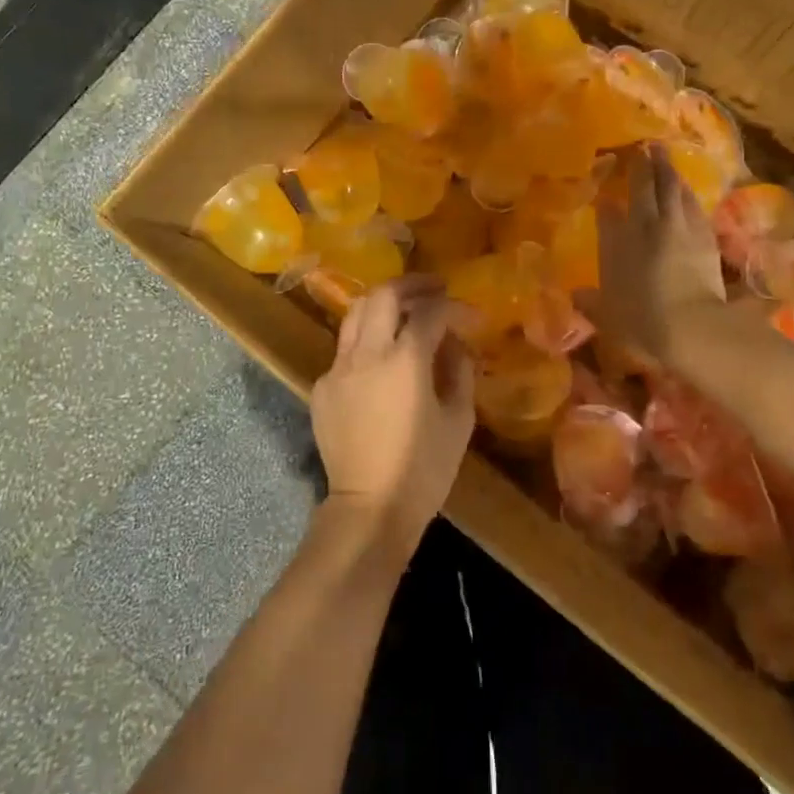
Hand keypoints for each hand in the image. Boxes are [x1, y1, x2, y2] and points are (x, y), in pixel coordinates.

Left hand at [310, 276, 474, 553]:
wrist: (370, 508)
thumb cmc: (424, 470)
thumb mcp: (458, 420)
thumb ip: (459, 371)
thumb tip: (455, 344)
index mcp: (404, 361)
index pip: (429, 312)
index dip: (454, 307)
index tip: (471, 316)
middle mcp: (366, 354)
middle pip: (383, 296)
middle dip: (411, 285)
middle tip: (435, 289)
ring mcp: (338, 369)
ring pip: (355, 314)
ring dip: (383, 304)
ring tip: (406, 310)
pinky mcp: (322, 387)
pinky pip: (345, 348)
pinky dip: (367, 339)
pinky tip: (382, 358)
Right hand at [582, 144, 725, 359]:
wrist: (689, 324)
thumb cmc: (640, 322)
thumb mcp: (607, 315)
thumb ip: (590, 302)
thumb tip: (576, 296)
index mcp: (615, 242)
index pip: (607, 211)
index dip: (606, 198)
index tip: (604, 189)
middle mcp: (644, 226)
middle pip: (643, 187)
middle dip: (642, 165)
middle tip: (643, 147)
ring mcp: (677, 226)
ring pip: (672, 188)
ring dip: (667, 170)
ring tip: (664, 156)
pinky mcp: (704, 235)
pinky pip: (692, 204)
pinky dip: (687, 192)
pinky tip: (686, 188)